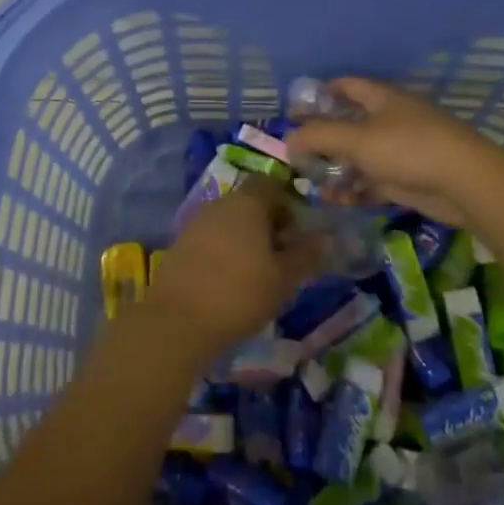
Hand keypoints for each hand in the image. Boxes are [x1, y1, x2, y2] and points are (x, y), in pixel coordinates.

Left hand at [144, 177, 324, 364]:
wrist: (178, 320)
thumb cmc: (240, 293)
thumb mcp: (283, 278)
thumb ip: (306, 255)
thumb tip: (325, 237)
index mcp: (247, 203)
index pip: (270, 184)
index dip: (287, 203)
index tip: (297, 232)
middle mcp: (220, 203)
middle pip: (250, 202)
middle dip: (268, 223)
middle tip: (282, 256)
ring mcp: (197, 222)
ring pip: (230, 220)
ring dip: (246, 237)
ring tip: (259, 271)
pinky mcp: (181, 243)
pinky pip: (212, 237)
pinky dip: (225, 250)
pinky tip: (231, 279)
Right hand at [286, 77, 503, 228]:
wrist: (465, 183)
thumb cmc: (408, 148)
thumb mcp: (356, 139)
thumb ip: (318, 136)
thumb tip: (288, 138)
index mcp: (381, 97)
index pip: (345, 85)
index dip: (320, 93)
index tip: (295, 109)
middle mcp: (390, 119)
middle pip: (350, 123)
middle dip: (324, 137)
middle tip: (297, 152)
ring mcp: (400, 150)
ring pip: (360, 155)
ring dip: (337, 167)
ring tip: (312, 182)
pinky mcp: (407, 179)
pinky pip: (373, 181)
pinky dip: (355, 189)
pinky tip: (335, 201)